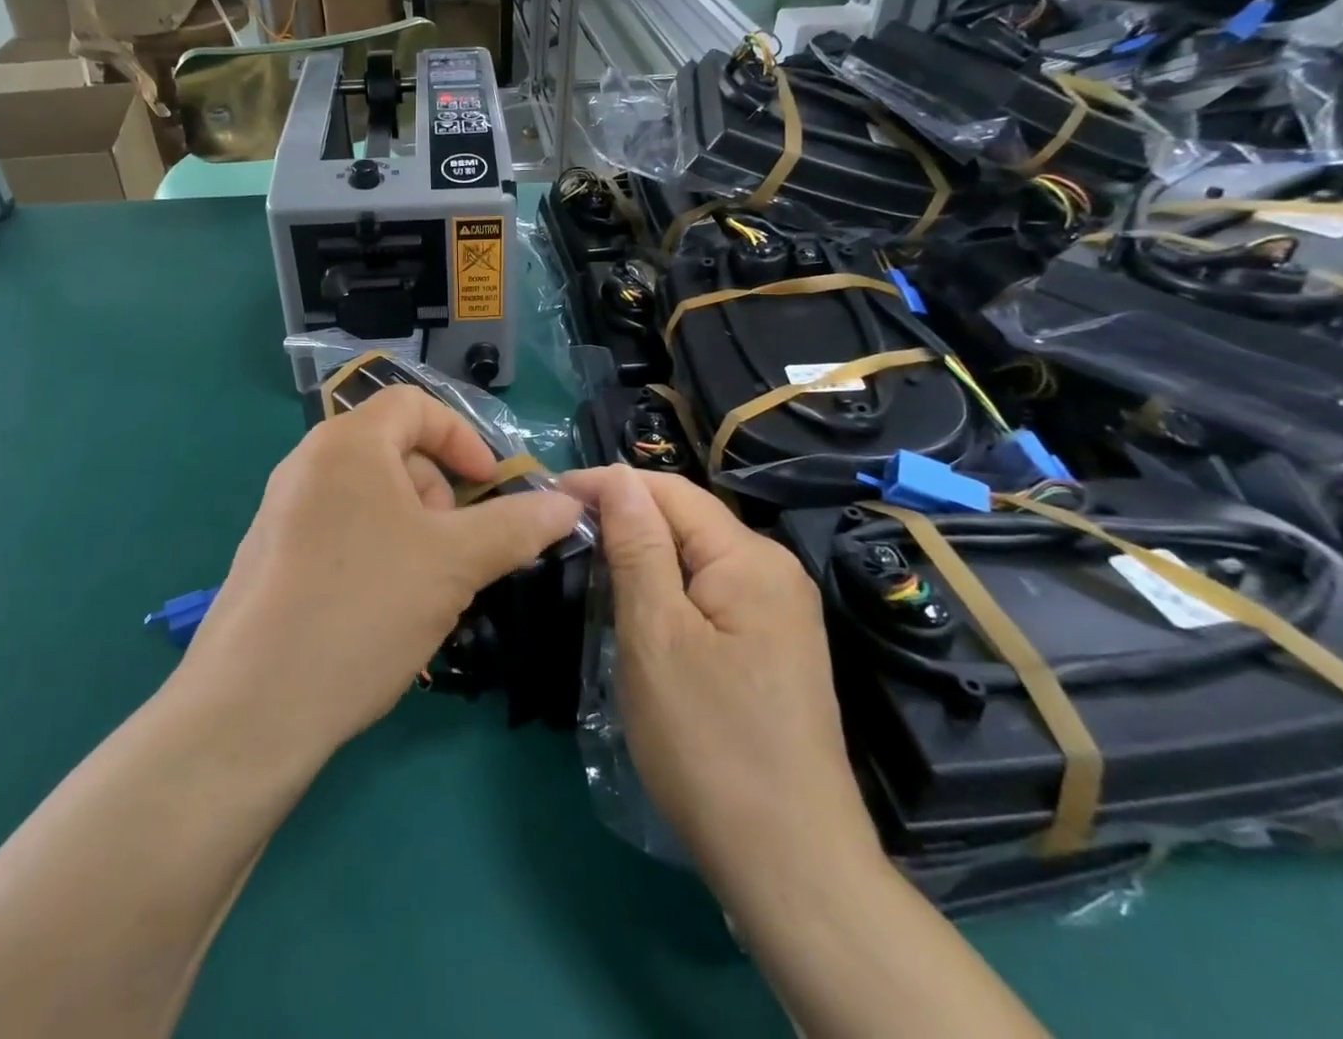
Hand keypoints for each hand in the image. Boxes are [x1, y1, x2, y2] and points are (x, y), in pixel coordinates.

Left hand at [179, 386, 584, 761]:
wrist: (251, 708)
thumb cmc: (362, 608)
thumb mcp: (454, 563)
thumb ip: (516, 526)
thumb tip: (568, 504)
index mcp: (346, 443)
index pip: (415, 405)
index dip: (463, 438)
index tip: (492, 488)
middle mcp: (308, 464)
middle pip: (394, 453)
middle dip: (440, 496)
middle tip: (458, 553)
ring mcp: (283, 512)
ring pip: (371, 500)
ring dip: (414, 533)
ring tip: (425, 592)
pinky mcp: (271, 557)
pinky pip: (342, 534)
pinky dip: (378, 556)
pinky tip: (384, 614)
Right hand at [559, 467, 880, 882]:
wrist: (791, 865)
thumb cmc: (709, 743)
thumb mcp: (655, 636)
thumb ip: (638, 547)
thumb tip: (618, 477)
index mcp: (750, 559)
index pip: (670, 491)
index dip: (609, 483)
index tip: (552, 493)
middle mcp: (774, 571)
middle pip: (687, 519)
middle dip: (625, 514)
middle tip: (562, 528)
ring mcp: (779, 611)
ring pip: (696, 555)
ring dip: (643, 550)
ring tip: (588, 557)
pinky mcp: (773, 645)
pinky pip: (710, 590)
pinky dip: (667, 584)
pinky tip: (636, 602)